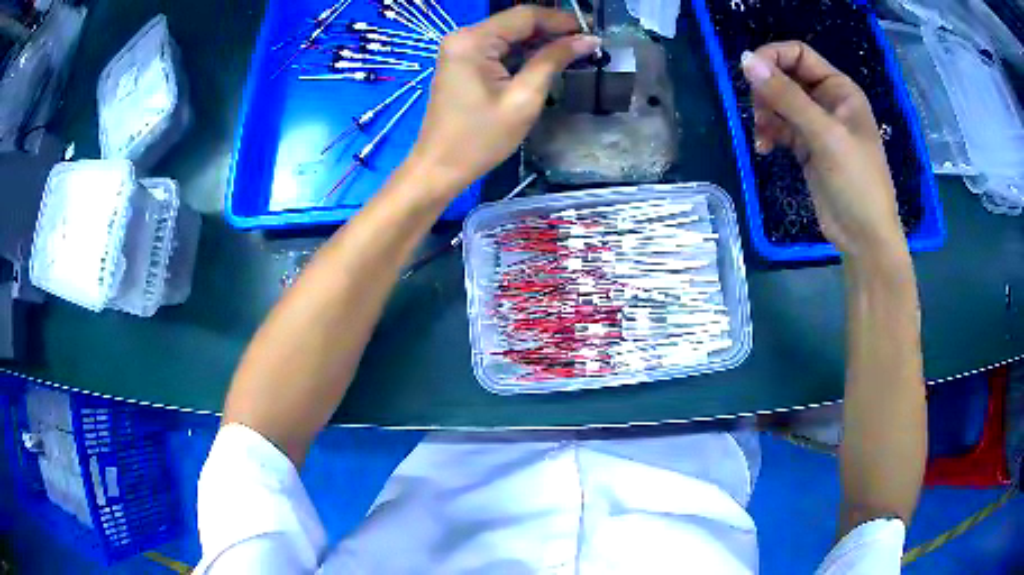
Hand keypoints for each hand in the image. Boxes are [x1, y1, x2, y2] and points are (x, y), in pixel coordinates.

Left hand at [409, 6, 600, 193]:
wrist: (439, 168)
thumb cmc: (480, 139)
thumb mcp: (524, 99)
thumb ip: (553, 62)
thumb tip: (587, 40)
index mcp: (473, 40)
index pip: (525, 15)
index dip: (561, 20)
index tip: (591, 32)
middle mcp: (463, 36)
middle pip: (516, 22)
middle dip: (552, 31)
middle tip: (586, 45)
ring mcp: (459, 49)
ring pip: (509, 35)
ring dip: (539, 42)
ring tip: (572, 54)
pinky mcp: (461, 62)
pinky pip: (498, 49)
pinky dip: (522, 53)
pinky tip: (545, 62)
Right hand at [741, 42, 907, 262]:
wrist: (864, 238)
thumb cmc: (857, 183)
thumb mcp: (825, 136)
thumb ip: (787, 97)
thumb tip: (745, 61)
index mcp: (839, 90)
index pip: (799, 54)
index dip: (773, 57)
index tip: (750, 73)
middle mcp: (827, 101)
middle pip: (785, 76)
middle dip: (767, 91)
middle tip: (759, 113)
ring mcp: (817, 125)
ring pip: (779, 102)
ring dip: (765, 115)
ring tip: (762, 137)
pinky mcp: (807, 147)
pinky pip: (780, 127)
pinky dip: (768, 134)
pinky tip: (764, 149)